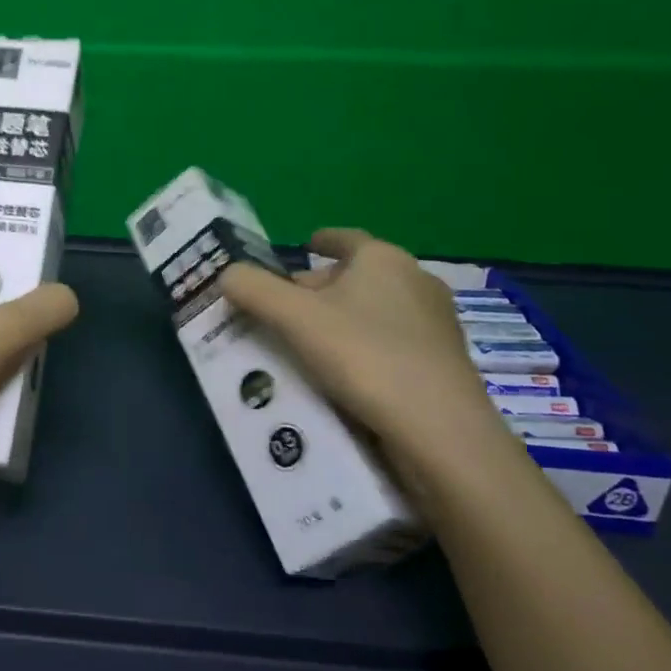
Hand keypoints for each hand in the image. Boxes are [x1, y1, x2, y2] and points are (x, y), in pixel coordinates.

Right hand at [218, 229, 500, 473]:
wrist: (440, 432)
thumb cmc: (364, 356)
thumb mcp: (293, 317)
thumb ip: (254, 289)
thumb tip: (226, 273)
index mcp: (383, 259)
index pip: (345, 238)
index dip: (321, 241)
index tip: (304, 247)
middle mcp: (416, 281)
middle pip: (357, 277)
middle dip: (320, 289)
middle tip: (285, 310)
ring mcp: (436, 324)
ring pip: (375, 311)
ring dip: (342, 321)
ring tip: (307, 346)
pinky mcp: (444, 364)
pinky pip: (392, 343)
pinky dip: (364, 349)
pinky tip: (343, 376)